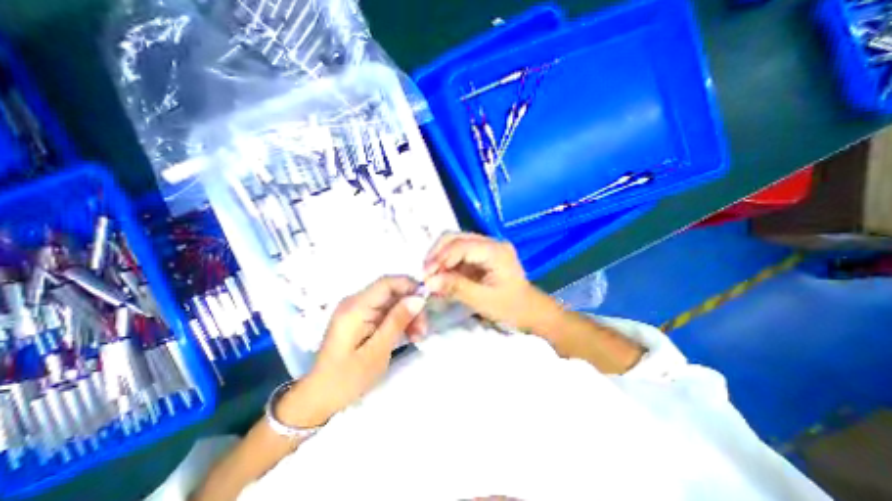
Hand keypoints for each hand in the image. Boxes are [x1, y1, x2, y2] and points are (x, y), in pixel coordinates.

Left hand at [277, 276, 425, 427]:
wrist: (319, 397)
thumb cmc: (347, 378)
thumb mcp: (377, 351)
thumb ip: (397, 321)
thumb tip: (418, 298)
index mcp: (355, 307)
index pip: (387, 282)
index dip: (409, 286)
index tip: (427, 302)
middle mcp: (355, 302)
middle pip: (391, 292)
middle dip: (411, 306)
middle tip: (423, 329)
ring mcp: (357, 310)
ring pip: (391, 302)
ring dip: (407, 315)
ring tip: (417, 336)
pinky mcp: (360, 318)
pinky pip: (385, 312)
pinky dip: (398, 321)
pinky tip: (408, 335)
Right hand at [422, 231, 540, 328]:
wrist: (529, 310)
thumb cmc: (511, 307)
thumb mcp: (483, 300)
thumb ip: (456, 288)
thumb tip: (429, 282)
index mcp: (496, 251)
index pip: (462, 245)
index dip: (441, 257)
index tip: (426, 274)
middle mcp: (491, 243)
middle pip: (456, 237)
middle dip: (437, 254)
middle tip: (426, 274)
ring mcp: (486, 247)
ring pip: (454, 243)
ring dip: (440, 257)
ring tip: (431, 276)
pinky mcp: (480, 255)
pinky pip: (457, 253)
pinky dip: (446, 263)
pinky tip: (441, 276)